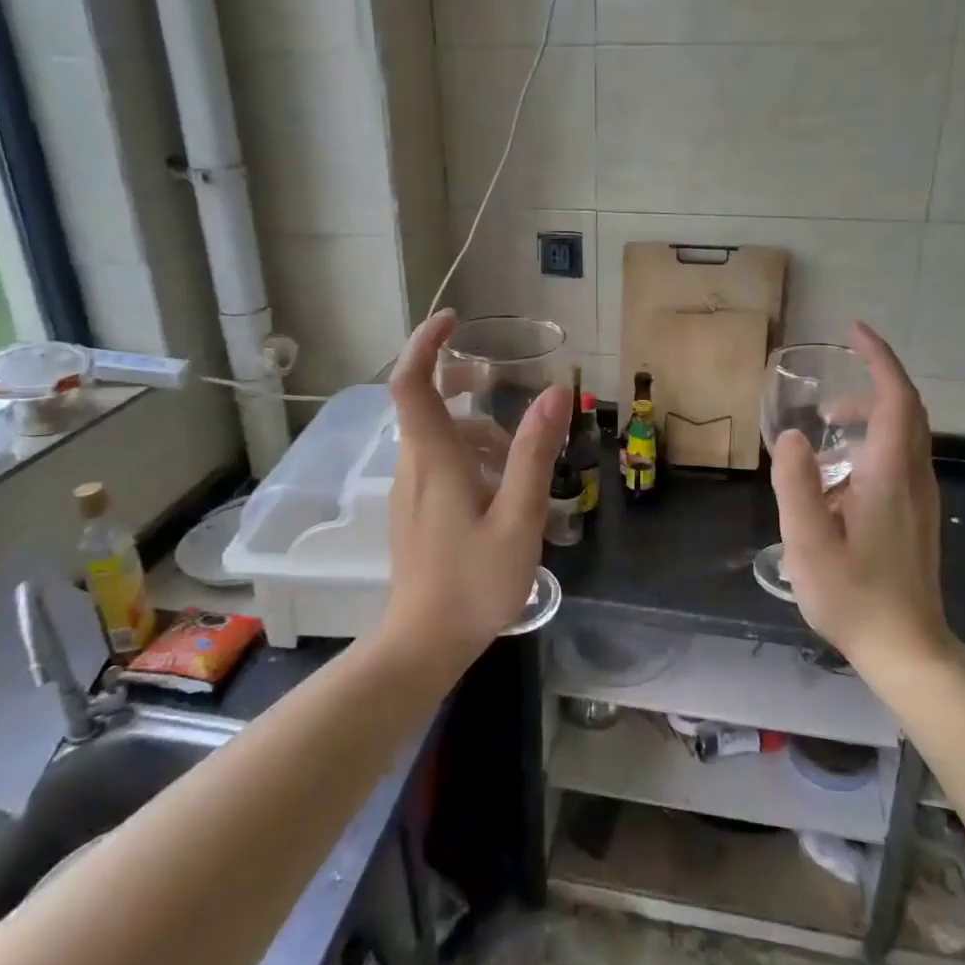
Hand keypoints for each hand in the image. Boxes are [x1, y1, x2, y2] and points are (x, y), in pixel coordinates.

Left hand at [381, 309, 570, 667]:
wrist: (424, 644)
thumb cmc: (474, 582)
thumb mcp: (518, 518)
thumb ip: (534, 453)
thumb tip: (554, 392)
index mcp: (435, 458)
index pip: (411, 382)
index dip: (426, 343)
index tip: (453, 320)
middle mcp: (414, 465)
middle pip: (426, 402)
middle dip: (460, 380)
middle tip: (499, 381)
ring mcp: (411, 489)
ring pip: (438, 435)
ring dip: (477, 429)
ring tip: (521, 460)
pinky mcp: (416, 510)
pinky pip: (439, 461)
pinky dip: (470, 456)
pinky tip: (503, 491)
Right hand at [770, 322, 952, 671]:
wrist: (908, 649)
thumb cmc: (854, 596)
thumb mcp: (807, 541)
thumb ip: (796, 483)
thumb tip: (793, 437)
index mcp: (891, 475)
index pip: (897, 398)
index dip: (880, 359)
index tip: (855, 333)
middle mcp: (914, 478)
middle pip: (907, 411)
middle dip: (872, 386)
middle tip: (829, 392)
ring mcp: (920, 499)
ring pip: (906, 436)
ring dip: (871, 418)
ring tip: (827, 431)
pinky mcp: (916, 517)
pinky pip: (901, 460)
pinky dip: (874, 444)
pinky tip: (840, 476)